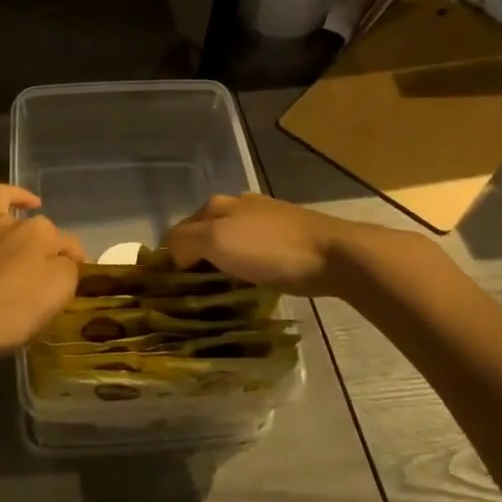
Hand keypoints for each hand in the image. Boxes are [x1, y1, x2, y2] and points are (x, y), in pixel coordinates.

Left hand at [0, 168, 84, 366]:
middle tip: (51, 271)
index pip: (68, 244)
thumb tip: (67, 259)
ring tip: (27, 201)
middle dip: (48, 242)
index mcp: (40, 234)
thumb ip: (68, 270)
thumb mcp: (57, 295)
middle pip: (36, 227)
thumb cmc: (10, 312)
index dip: (74, 261)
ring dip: (14, 197)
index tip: (75, 280)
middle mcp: (9, 223)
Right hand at [163, 193, 364, 296]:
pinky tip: (247, 284)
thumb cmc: (270, 249)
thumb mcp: (217, 241)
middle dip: (193, 261)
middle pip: (202, 236)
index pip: (177, 231)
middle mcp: (237, 207)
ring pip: (228, 244)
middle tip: (191, 296)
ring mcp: (264, 220)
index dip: (167, 259)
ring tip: (218, 295)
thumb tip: (171, 256)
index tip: (167, 291)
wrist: (334, 255)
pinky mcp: (285, 237)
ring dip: (219, 266)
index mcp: (216, 205)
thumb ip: (184, 242)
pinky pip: (251, 253)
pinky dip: (242, 268)